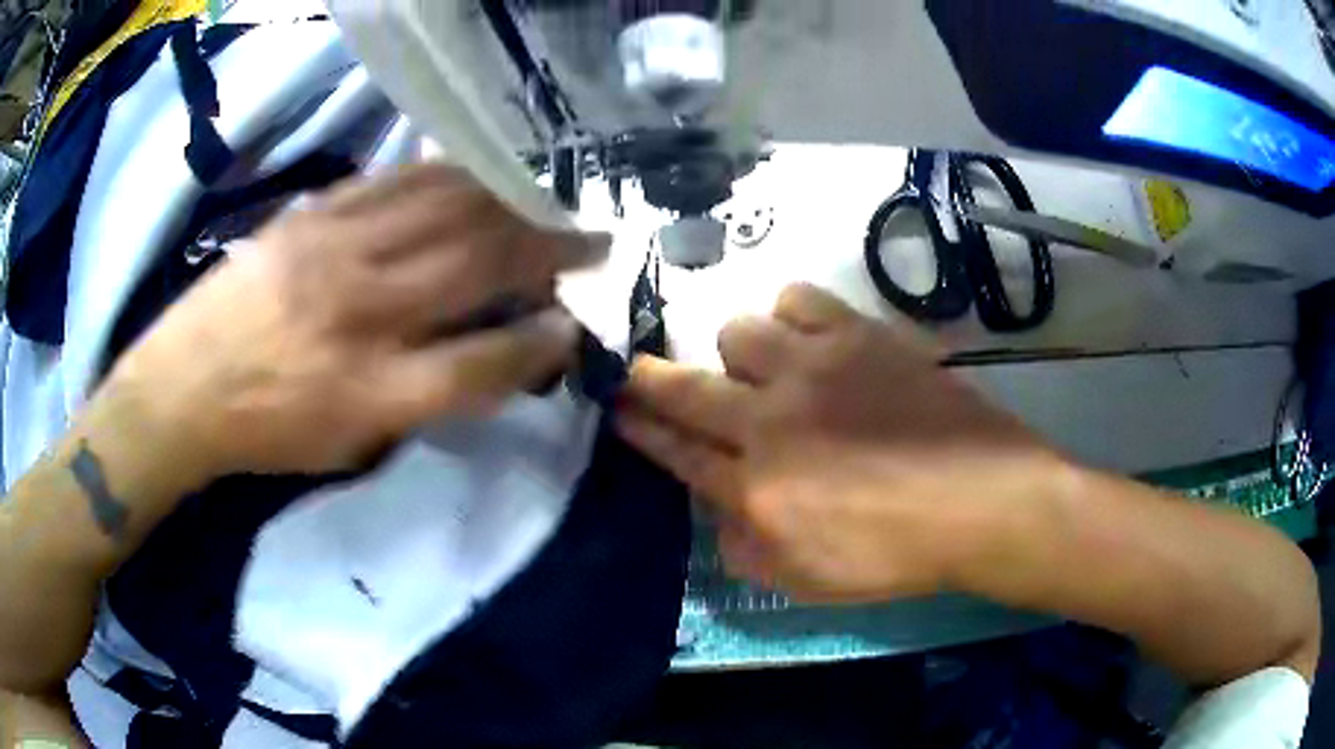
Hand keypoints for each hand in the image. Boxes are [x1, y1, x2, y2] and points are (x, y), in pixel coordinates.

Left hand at [106, 164, 606, 477]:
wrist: (182, 389)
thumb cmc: (266, 433)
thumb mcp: (349, 448)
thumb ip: (419, 405)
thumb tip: (483, 358)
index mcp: (372, 393)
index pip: (484, 364)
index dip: (542, 344)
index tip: (573, 327)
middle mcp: (362, 313)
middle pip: (478, 266)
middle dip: (550, 250)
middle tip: (591, 240)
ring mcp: (335, 252)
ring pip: (446, 209)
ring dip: (509, 203)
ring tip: (543, 203)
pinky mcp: (312, 217)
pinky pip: (395, 182)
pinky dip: (447, 178)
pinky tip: (475, 178)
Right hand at [619, 284, 1069, 602]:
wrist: (982, 500)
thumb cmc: (897, 554)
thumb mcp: (806, 581)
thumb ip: (743, 547)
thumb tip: (716, 509)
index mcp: (756, 490)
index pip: (675, 450)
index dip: (638, 428)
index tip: (615, 406)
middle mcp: (771, 421)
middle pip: (685, 387)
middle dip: (650, 380)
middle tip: (643, 375)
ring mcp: (816, 369)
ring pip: (738, 331)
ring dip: (739, 355)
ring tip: (767, 370)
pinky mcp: (860, 336)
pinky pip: (799, 299)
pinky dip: (791, 315)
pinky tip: (806, 337)